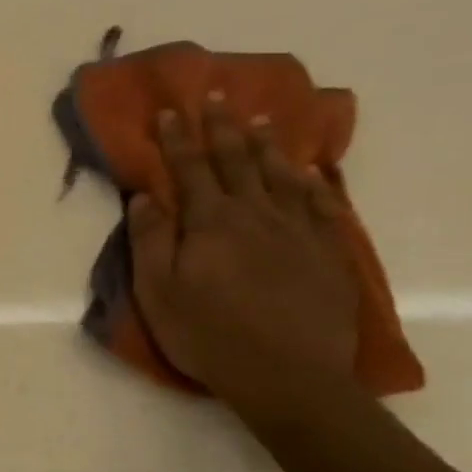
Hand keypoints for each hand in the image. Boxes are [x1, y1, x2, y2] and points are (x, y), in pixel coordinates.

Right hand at [128, 96, 358, 417]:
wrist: (289, 375)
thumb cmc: (209, 336)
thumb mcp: (159, 293)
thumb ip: (149, 241)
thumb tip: (144, 196)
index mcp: (210, 223)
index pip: (189, 170)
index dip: (178, 139)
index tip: (170, 110)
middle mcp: (255, 214)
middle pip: (237, 161)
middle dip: (223, 127)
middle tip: (219, 95)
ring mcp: (297, 231)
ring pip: (280, 175)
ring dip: (267, 144)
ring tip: (262, 119)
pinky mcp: (327, 252)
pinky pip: (319, 204)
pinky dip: (311, 181)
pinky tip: (308, 170)